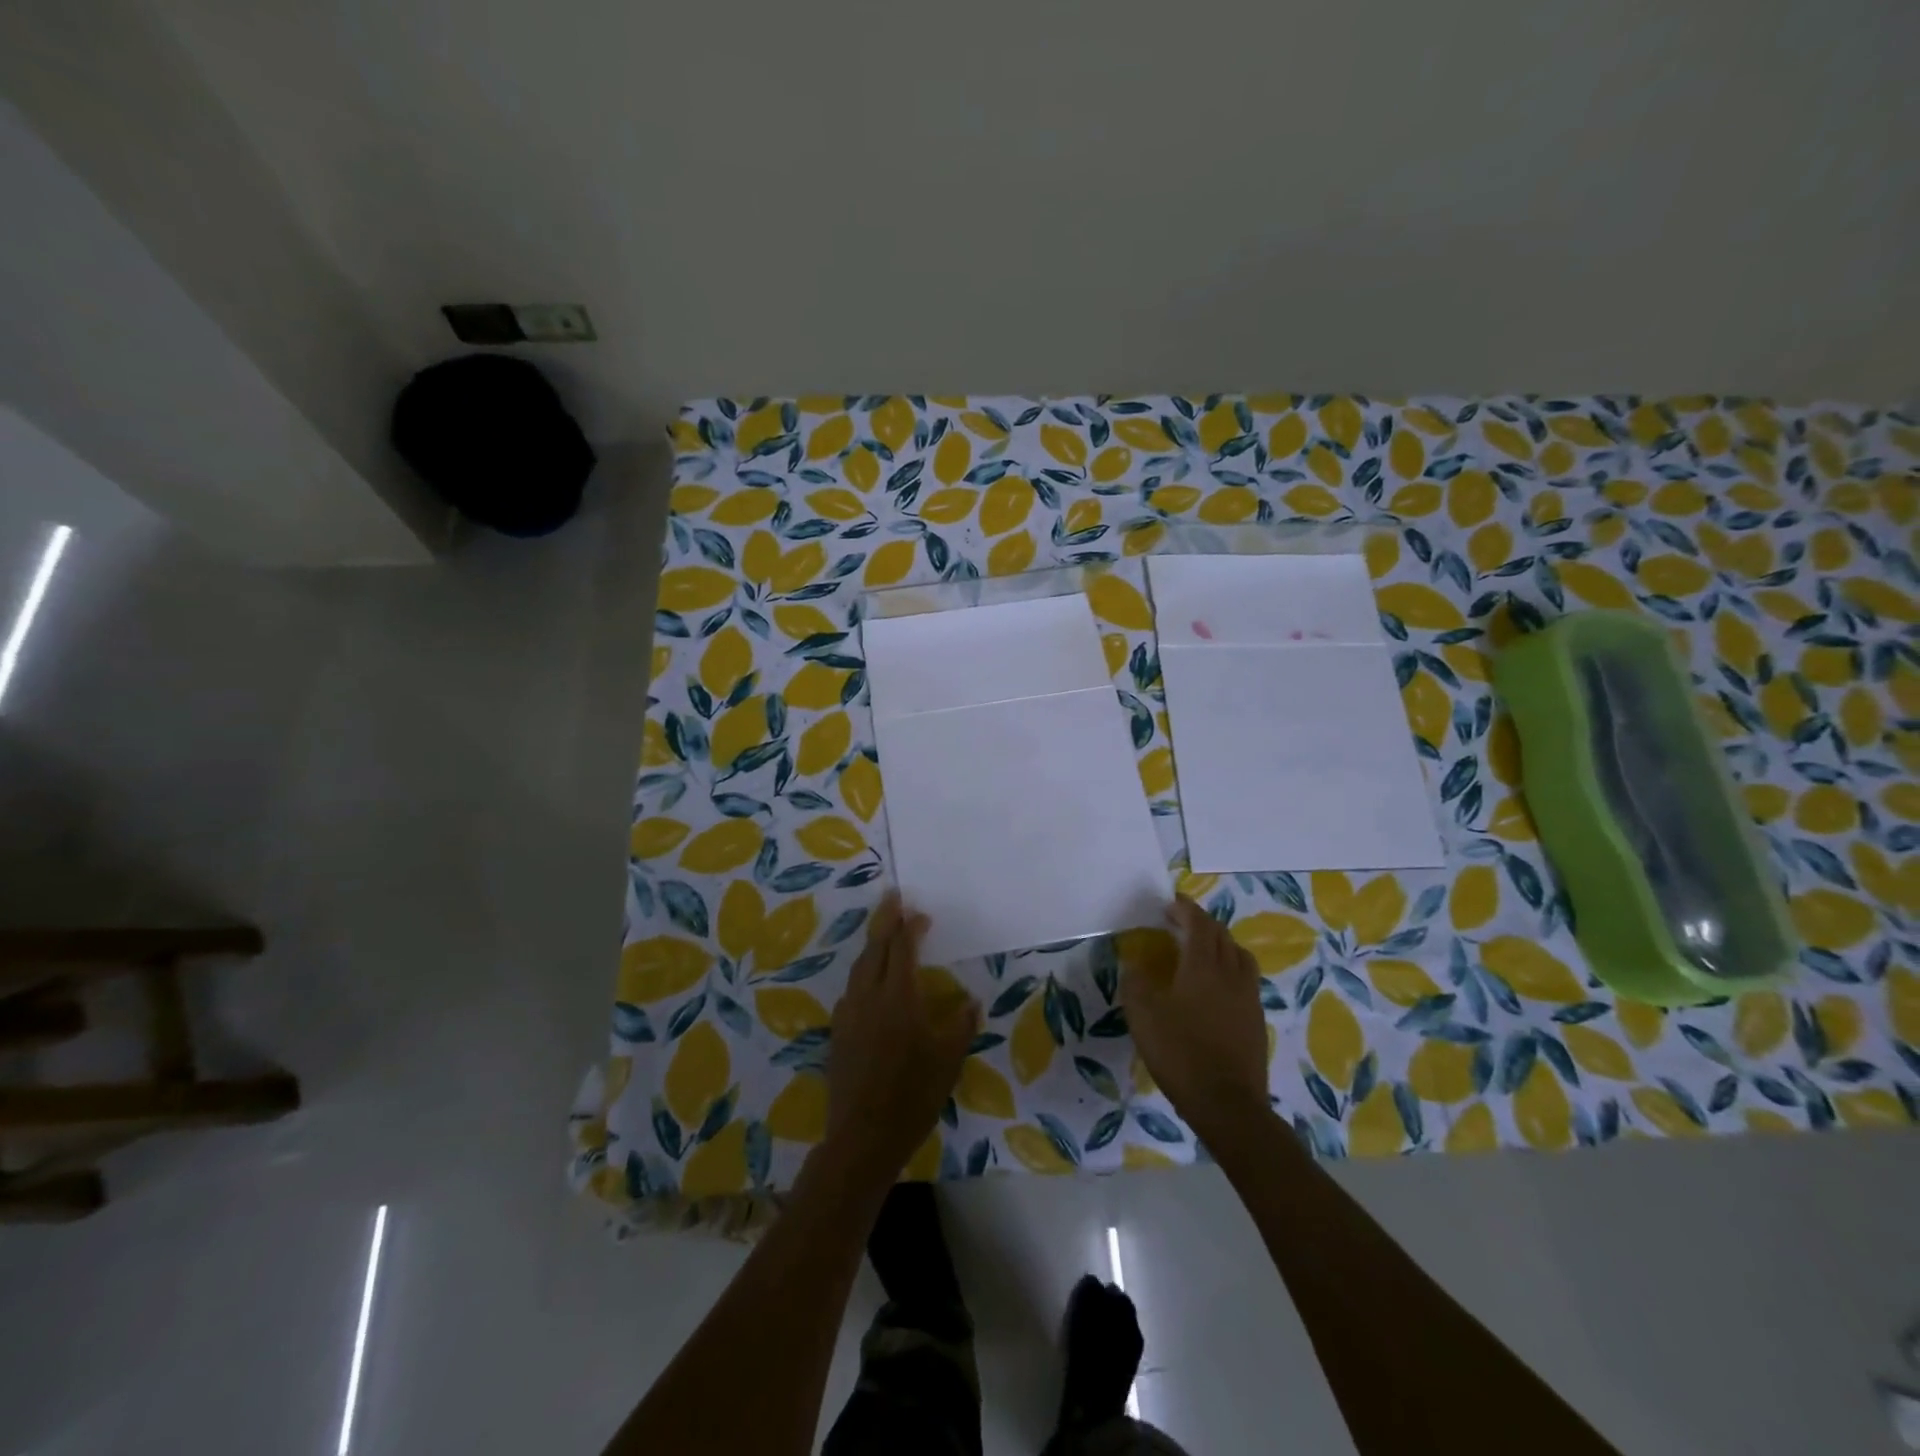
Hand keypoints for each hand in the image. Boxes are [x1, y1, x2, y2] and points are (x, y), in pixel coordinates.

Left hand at [825, 893, 979, 1183]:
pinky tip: (870, 984)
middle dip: (885, 920)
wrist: (863, 1136)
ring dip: (872, 946)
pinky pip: (851, 990)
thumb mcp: (948, 1060)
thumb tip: (970, 1001)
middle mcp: (869, 996)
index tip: (920, 913)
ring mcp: (849, 1013)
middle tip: (892, 898)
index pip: (903, 948)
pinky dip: (863, 974)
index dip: (911, 926)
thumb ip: (960, 1024)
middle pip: (875, 947)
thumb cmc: (913, 1095)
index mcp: (899, 997)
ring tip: (883, 935)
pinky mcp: (837, 1032)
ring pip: (859, 967)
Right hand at [1122, 896, 1269, 1139]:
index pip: (1199, 924)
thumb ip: (1136, 984)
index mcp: (1202, 966)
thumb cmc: (1180, 1053)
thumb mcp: (1143, 1017)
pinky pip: (1246, 979)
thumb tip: (1134, 965)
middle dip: (1202, 922)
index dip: (1186, 909)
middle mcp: (1230, 974)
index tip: (1172, 903)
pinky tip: (1218, 985)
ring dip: (1221, 943)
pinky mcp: (1256, 1019)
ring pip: (1239, 955)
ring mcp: (1248, 997)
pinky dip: (1231, 968)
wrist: (1227, 1104)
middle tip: (1181, 922)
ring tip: (1203, 949)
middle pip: (1222, 935)